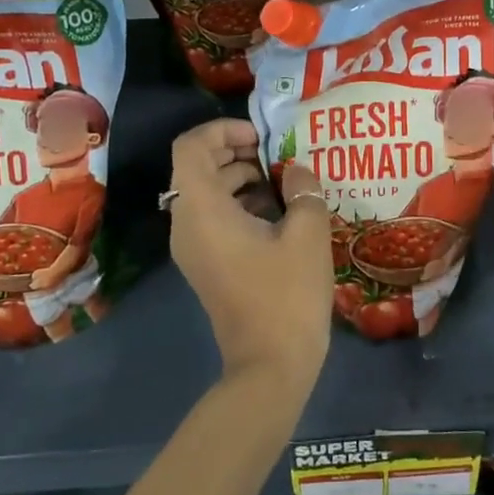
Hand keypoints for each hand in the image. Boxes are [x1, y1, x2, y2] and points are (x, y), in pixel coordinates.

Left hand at [168, 118, 332, 395]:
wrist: (270, 364)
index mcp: (202, 209)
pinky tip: (279, 212)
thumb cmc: (287, 294)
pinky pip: (214, 217)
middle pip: (197, 166)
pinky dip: (240, 203)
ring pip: (206, 192)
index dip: (223, 130)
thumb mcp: (307, 233)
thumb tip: (296, 170)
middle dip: (236, 151)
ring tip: (284, 181)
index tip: (262, 136)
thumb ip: (303, 189)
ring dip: (241, 177)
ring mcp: (193, 246)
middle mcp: (187, 223)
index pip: (191, 146)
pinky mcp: (206, 263)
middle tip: (277, 155)